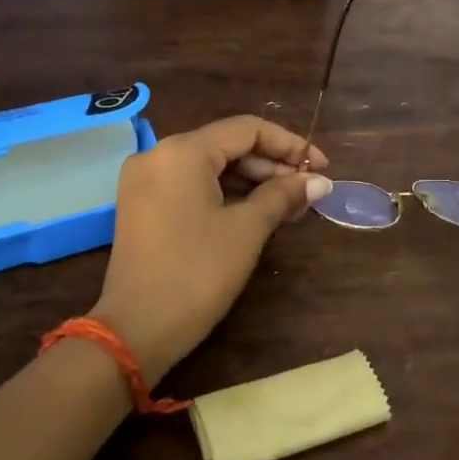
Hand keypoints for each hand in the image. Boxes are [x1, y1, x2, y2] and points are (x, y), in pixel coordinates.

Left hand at [91, 116, 332, 382]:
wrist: (136, 330)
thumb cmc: (197, 272)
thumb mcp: (247, 230)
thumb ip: (283, 195)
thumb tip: (320, 181)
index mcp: (183, 151)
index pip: (247, 129)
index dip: (289, 144)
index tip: (322, 167)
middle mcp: (158, 154)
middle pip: (226, 145)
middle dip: (271, 165)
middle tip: (307, 191)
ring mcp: (145, 180)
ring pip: (209, 166)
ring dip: (250, 181)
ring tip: (288, 204)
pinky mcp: (141, 205)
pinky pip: (190, 185)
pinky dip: (224, 194)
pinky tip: (254, 212)